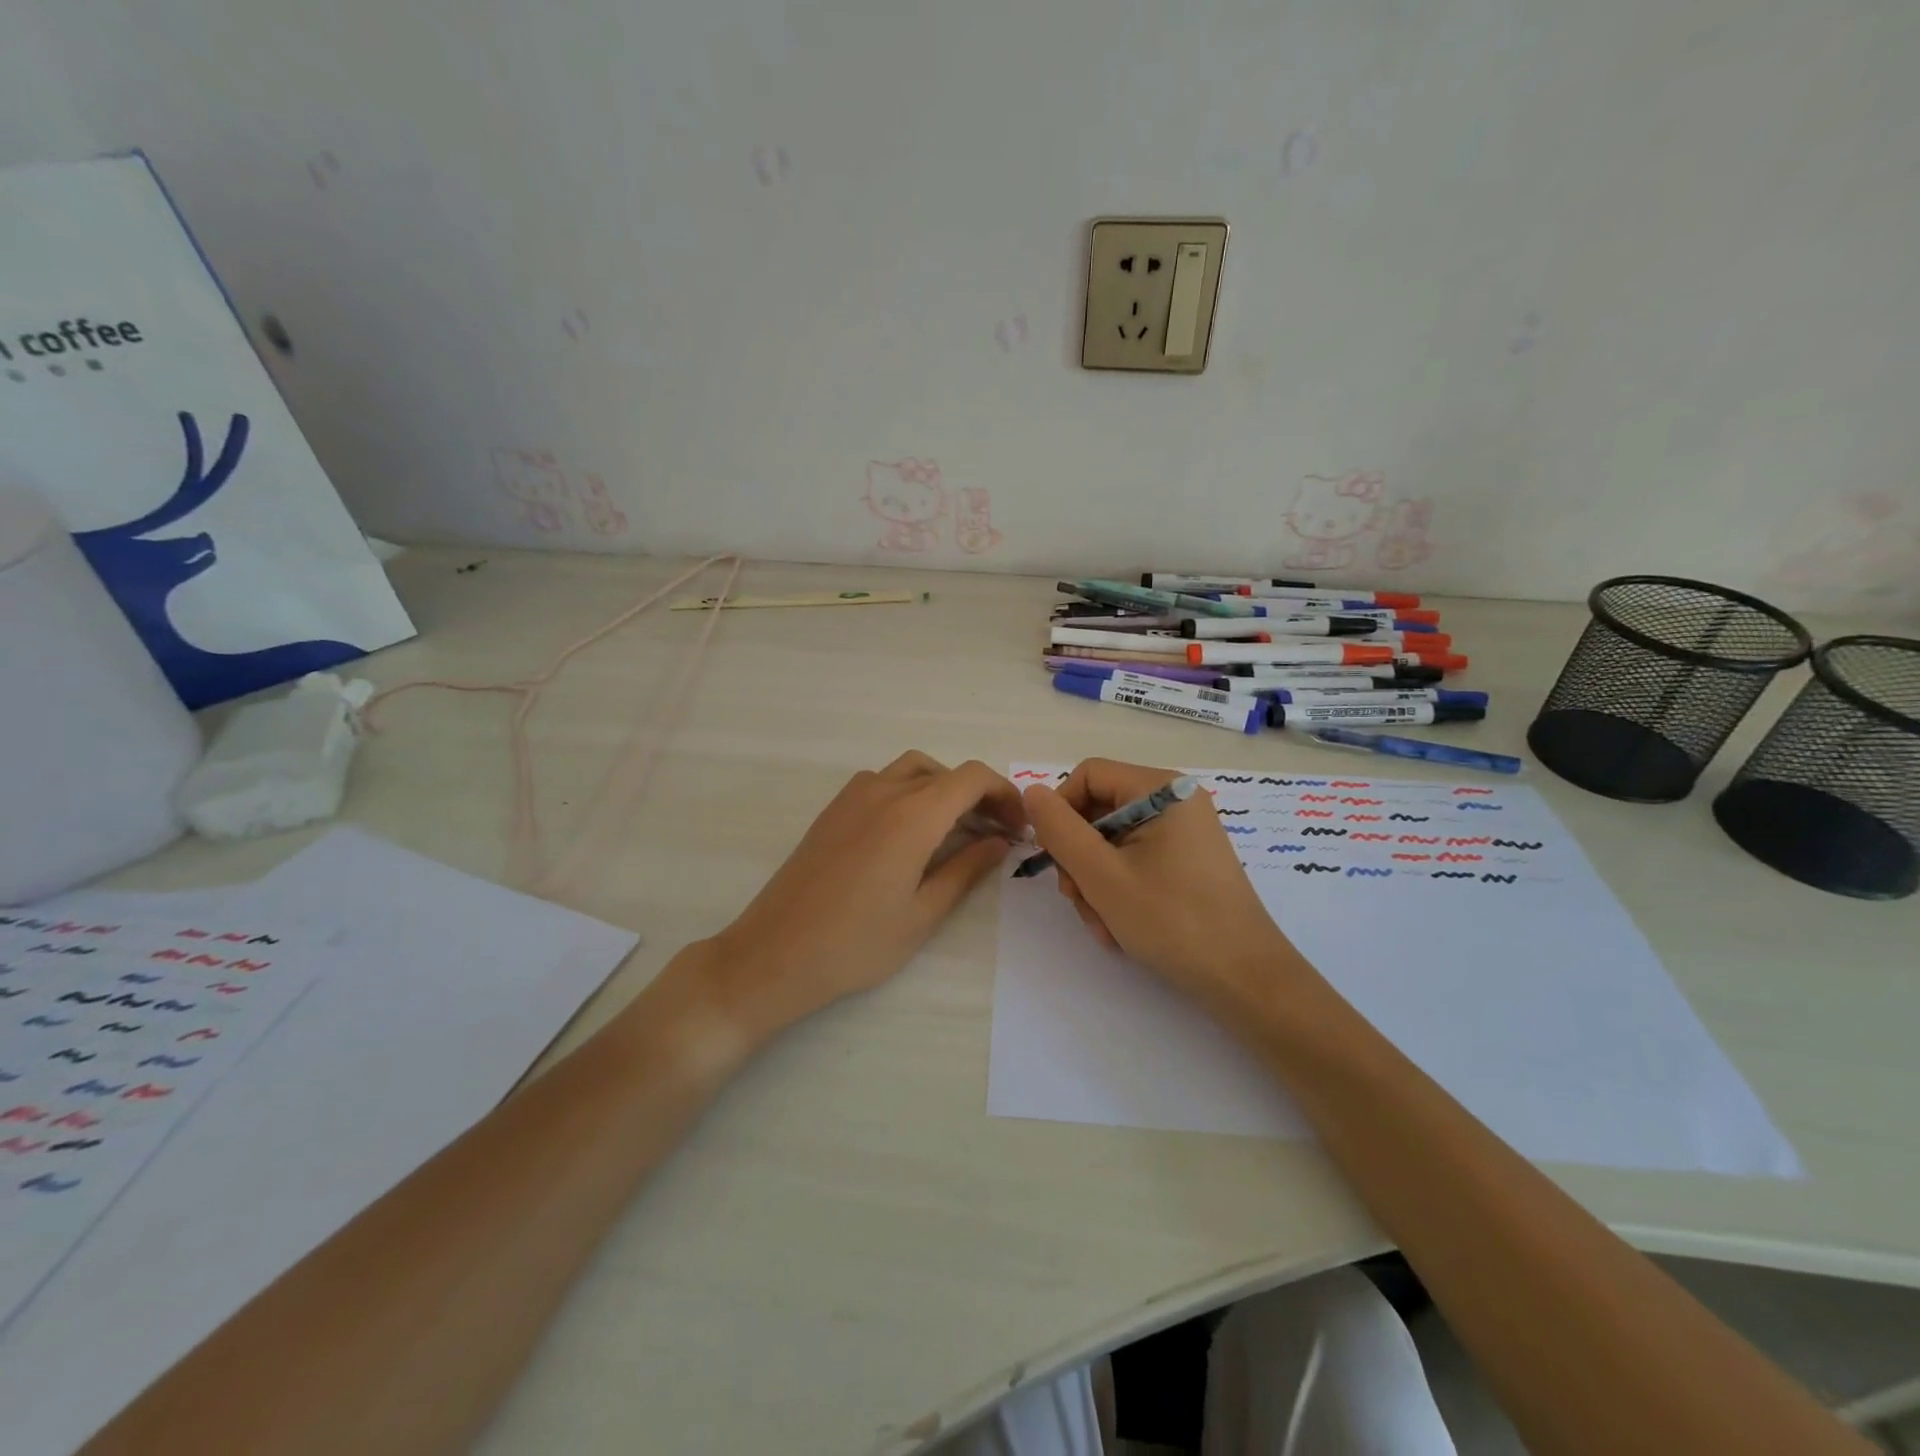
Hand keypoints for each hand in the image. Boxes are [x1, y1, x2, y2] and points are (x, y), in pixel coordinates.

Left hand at [703, 751, 1025, 1040]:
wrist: (774, 954)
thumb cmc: (856, 943)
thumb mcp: (923, 913)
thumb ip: (966, 869)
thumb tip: (999, 842)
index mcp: (912, 815)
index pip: (972, 778)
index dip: (1004, 794)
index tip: (1018, 827)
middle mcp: (883, 792)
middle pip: (945, 772)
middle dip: (978, 795)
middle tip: (996, 834)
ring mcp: (853, 797)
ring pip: (912, 770)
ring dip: (943, 789)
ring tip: (957, 831)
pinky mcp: (833, 810)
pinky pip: (883, 782)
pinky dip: (910, 792)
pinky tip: (911, 834)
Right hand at [1021, 758, 1300, 1012]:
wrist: (1246, 979)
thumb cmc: (1173, 921)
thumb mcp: (1102, 875)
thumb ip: (1060, 830)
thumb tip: (1031, 792)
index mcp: (1161, 789)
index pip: (1087, 776)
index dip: (1061, 812)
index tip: (1056, 858)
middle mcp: (1175, 801)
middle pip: (1098, 811)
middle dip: (1080, 859)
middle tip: (1079, 900)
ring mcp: (1183, 832)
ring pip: (1111, 842)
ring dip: (1095, 883)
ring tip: (1104, 924)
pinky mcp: (1187, 860)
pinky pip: (1135, 861)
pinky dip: (1119, 890)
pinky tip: (1121, 926)